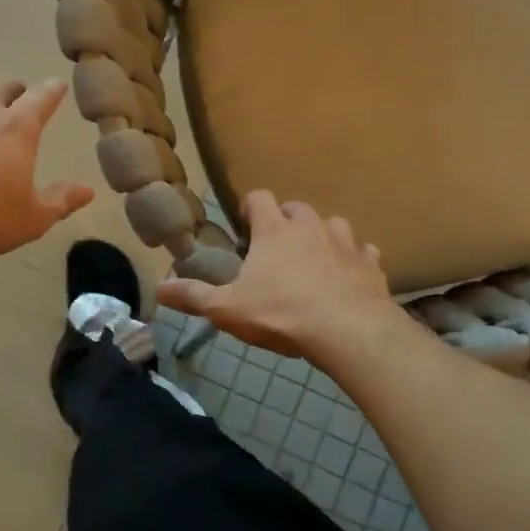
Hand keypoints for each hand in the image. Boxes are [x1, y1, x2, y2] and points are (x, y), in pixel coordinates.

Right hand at [155, 191, 395, 358]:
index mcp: (274, 231)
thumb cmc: (282, 313)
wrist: (348, 331)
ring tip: (314, 260)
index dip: (249, 207)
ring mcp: (345, 241)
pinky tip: (349, 278)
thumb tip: (158, 288)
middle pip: (296, 208)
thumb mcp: (228, 309)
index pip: (259, 198)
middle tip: (276, 247)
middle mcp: (310, 226)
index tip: (244, 223)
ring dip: (322, 237)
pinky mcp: (371, 263)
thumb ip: (194, 297)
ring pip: (333, 225)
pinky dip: (354, 260)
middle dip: (285, 221)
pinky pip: (363, 252)